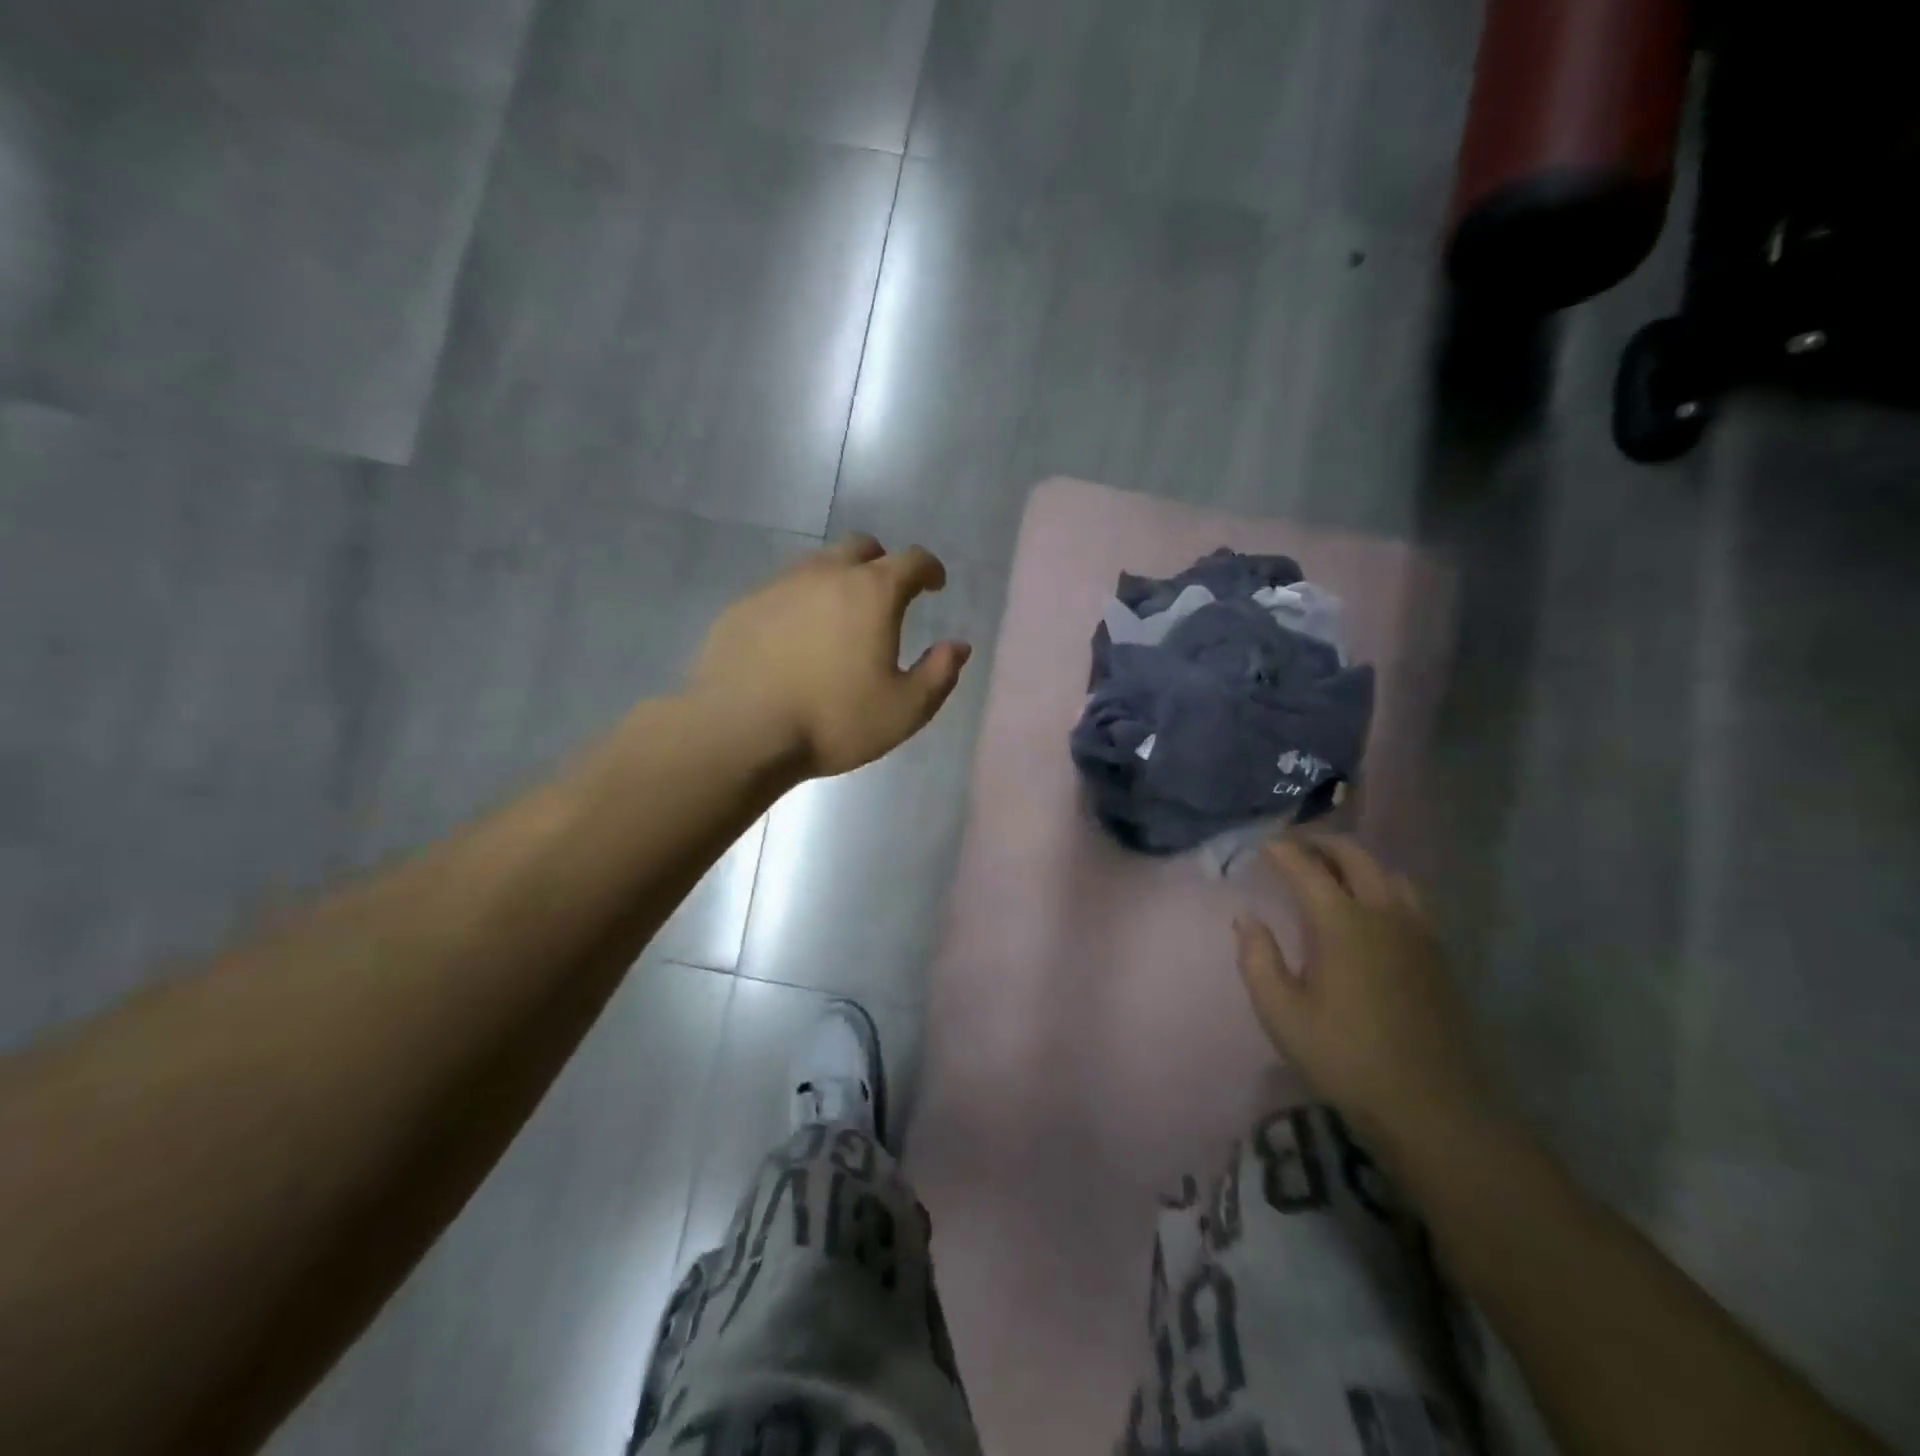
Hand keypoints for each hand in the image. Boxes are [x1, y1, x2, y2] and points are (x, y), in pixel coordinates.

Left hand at [689, 535, 971, 779]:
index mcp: (872, 593)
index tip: (935, 584)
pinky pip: (782, 590)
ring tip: (840, 617)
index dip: (929, 568)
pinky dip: (800, 603)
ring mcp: (778, 586)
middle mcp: (826, 575)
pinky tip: (795, 638)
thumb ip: (939, 673)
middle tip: (887, 595)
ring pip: (817, 564)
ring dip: (838, 579)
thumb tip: (958, 646)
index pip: (912, 560)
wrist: (740, 731)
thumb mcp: (905, 710)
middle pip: (861, 547)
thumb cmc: (833, 721)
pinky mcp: (743, 606)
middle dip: (882, 563)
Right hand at [1234, 834, 1494, 1152]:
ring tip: (1332, 872)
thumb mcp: (1281, 1013)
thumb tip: (1247, 919)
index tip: (1262, 844)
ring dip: (1357, 862)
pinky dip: (1382, 885)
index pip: (1306, 868)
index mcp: (1341, 923)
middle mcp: (1382, 914)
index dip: (1282, 850)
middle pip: (1355, 857)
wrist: (1432, 1106)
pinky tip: (1370, 909)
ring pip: (1388, 873)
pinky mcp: (1437, 955)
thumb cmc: (1345, 1057)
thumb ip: (1257, 958)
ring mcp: (1417, 933)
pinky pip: (1408, 899)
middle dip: (1322, 844)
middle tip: (1295, 847)